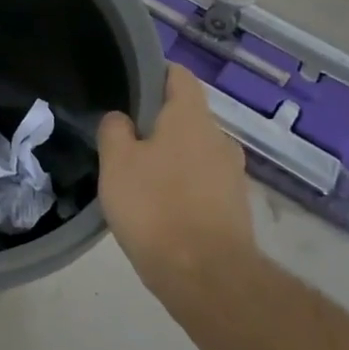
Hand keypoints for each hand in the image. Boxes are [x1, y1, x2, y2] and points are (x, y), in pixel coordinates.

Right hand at [98, 64, 256, 298]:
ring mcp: (232, 175)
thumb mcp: (116, 163)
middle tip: (123, 140)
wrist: (206, 276)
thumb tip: (121, 119)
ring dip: (170, 157)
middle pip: (186, 117)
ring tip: (137, 177)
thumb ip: (114, 130)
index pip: (180, 76)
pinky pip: (202, 182)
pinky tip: (158, 206)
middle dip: (157, 123)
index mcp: (191, 119)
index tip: (130, 84)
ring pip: (194, 152)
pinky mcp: (234, 207)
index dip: (155, 73)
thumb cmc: (155, 207)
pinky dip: (182, 186)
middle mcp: (219, 139)